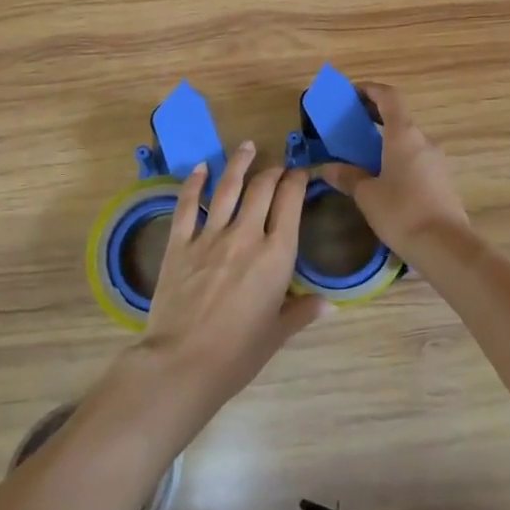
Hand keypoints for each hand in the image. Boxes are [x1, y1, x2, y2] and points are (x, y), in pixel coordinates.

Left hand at [132, 142, 323, 421]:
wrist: (182, 363)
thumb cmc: (238, 353)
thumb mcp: (277, 333)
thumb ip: (303, 312)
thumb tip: (330, 305)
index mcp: (276, 255)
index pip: (290, 203)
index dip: (297, 181)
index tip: (300, 174)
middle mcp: (245, 235)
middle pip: (262, 189)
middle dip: (273, 171)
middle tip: (277, 166)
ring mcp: (209, 236)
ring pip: (227, 187)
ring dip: (239, 163)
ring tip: (247, 146)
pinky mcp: (179, 243)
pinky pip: (187, 205)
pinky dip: (194, 183)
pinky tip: (200, 168)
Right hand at [316, 83, 469, 261]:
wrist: (445, 246)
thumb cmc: (401, 212)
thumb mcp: (366, 195)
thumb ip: (347, 176)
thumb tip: (328, 168)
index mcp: (404, 134)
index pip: (389, 96)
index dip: (369, 89)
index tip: (350, 94)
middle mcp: (424, 140)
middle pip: (399, 116)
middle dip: (374, 115)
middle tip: (350, 124)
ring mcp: (437, 160)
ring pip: (408, 139)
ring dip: (387, 139)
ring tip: (363, 154)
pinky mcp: (442, 179)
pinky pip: (416, 158)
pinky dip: (398, 156)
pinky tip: (384, 177)